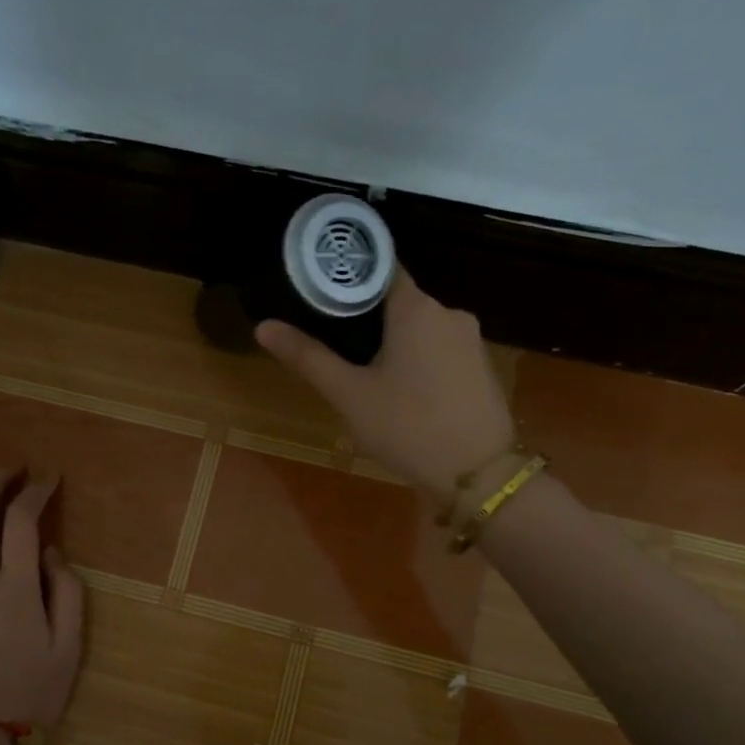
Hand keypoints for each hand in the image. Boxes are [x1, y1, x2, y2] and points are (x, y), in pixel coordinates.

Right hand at [256, 270, 513, 505]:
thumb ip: (308, 357)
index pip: (379, 268)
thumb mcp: (349, 395)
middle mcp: (449, 312)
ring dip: (394, 342)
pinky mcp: (482, 366)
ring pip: (420, 328)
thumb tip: (263, 326)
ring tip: (363, 372)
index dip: (348, 277)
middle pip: (398, 300)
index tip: (321, 292)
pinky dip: (418, 359)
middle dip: (367, 318)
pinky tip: (402, 391)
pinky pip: (440, 349)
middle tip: (334, 343)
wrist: (479, 475)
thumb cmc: (407, 427)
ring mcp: (470, 340)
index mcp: (415, 307)